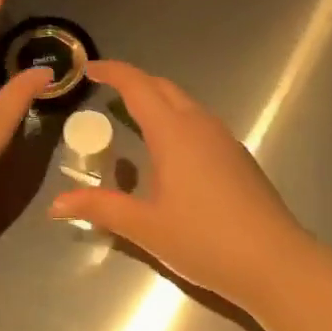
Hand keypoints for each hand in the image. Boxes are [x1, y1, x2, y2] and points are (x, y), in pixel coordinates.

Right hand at [49, 61, 311, 307]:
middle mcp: (199, 124)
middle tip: (107, 93)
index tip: (90, 68)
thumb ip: (101, 208)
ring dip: (158, 102)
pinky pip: (200, 123)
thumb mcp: (145, 227)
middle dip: (134, 83)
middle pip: (163, 88)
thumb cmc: (204, 240)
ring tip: (134, 119)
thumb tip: (56, 204)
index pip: (138, 86)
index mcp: (173, 131)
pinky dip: (176, 121)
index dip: (113, 72)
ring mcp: (224, 138)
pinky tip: (169, 153)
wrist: (274, 261)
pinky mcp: (238, 156)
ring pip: (185, 104)